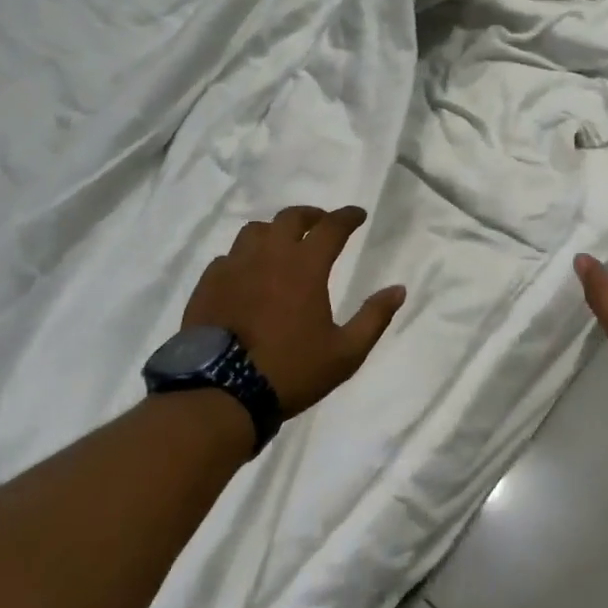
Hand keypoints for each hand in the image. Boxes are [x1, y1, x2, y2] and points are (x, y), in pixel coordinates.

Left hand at [183, 205, 406, 416]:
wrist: (221, 392)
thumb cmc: (290, 370)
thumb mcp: (345, 353)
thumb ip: (374, 318)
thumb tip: (399, 289)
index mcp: (305, 266)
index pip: (332, 226)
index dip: (348, 216)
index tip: (358, 215)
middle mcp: (269, 255)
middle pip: (291, 218)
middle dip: (311, 215)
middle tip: (321, 224)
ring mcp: (234, 266)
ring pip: (256, 231)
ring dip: (275, 231)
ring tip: (282, 244)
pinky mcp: (209, 283)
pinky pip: (229, 256)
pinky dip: (244, 257)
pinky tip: (247, 273)